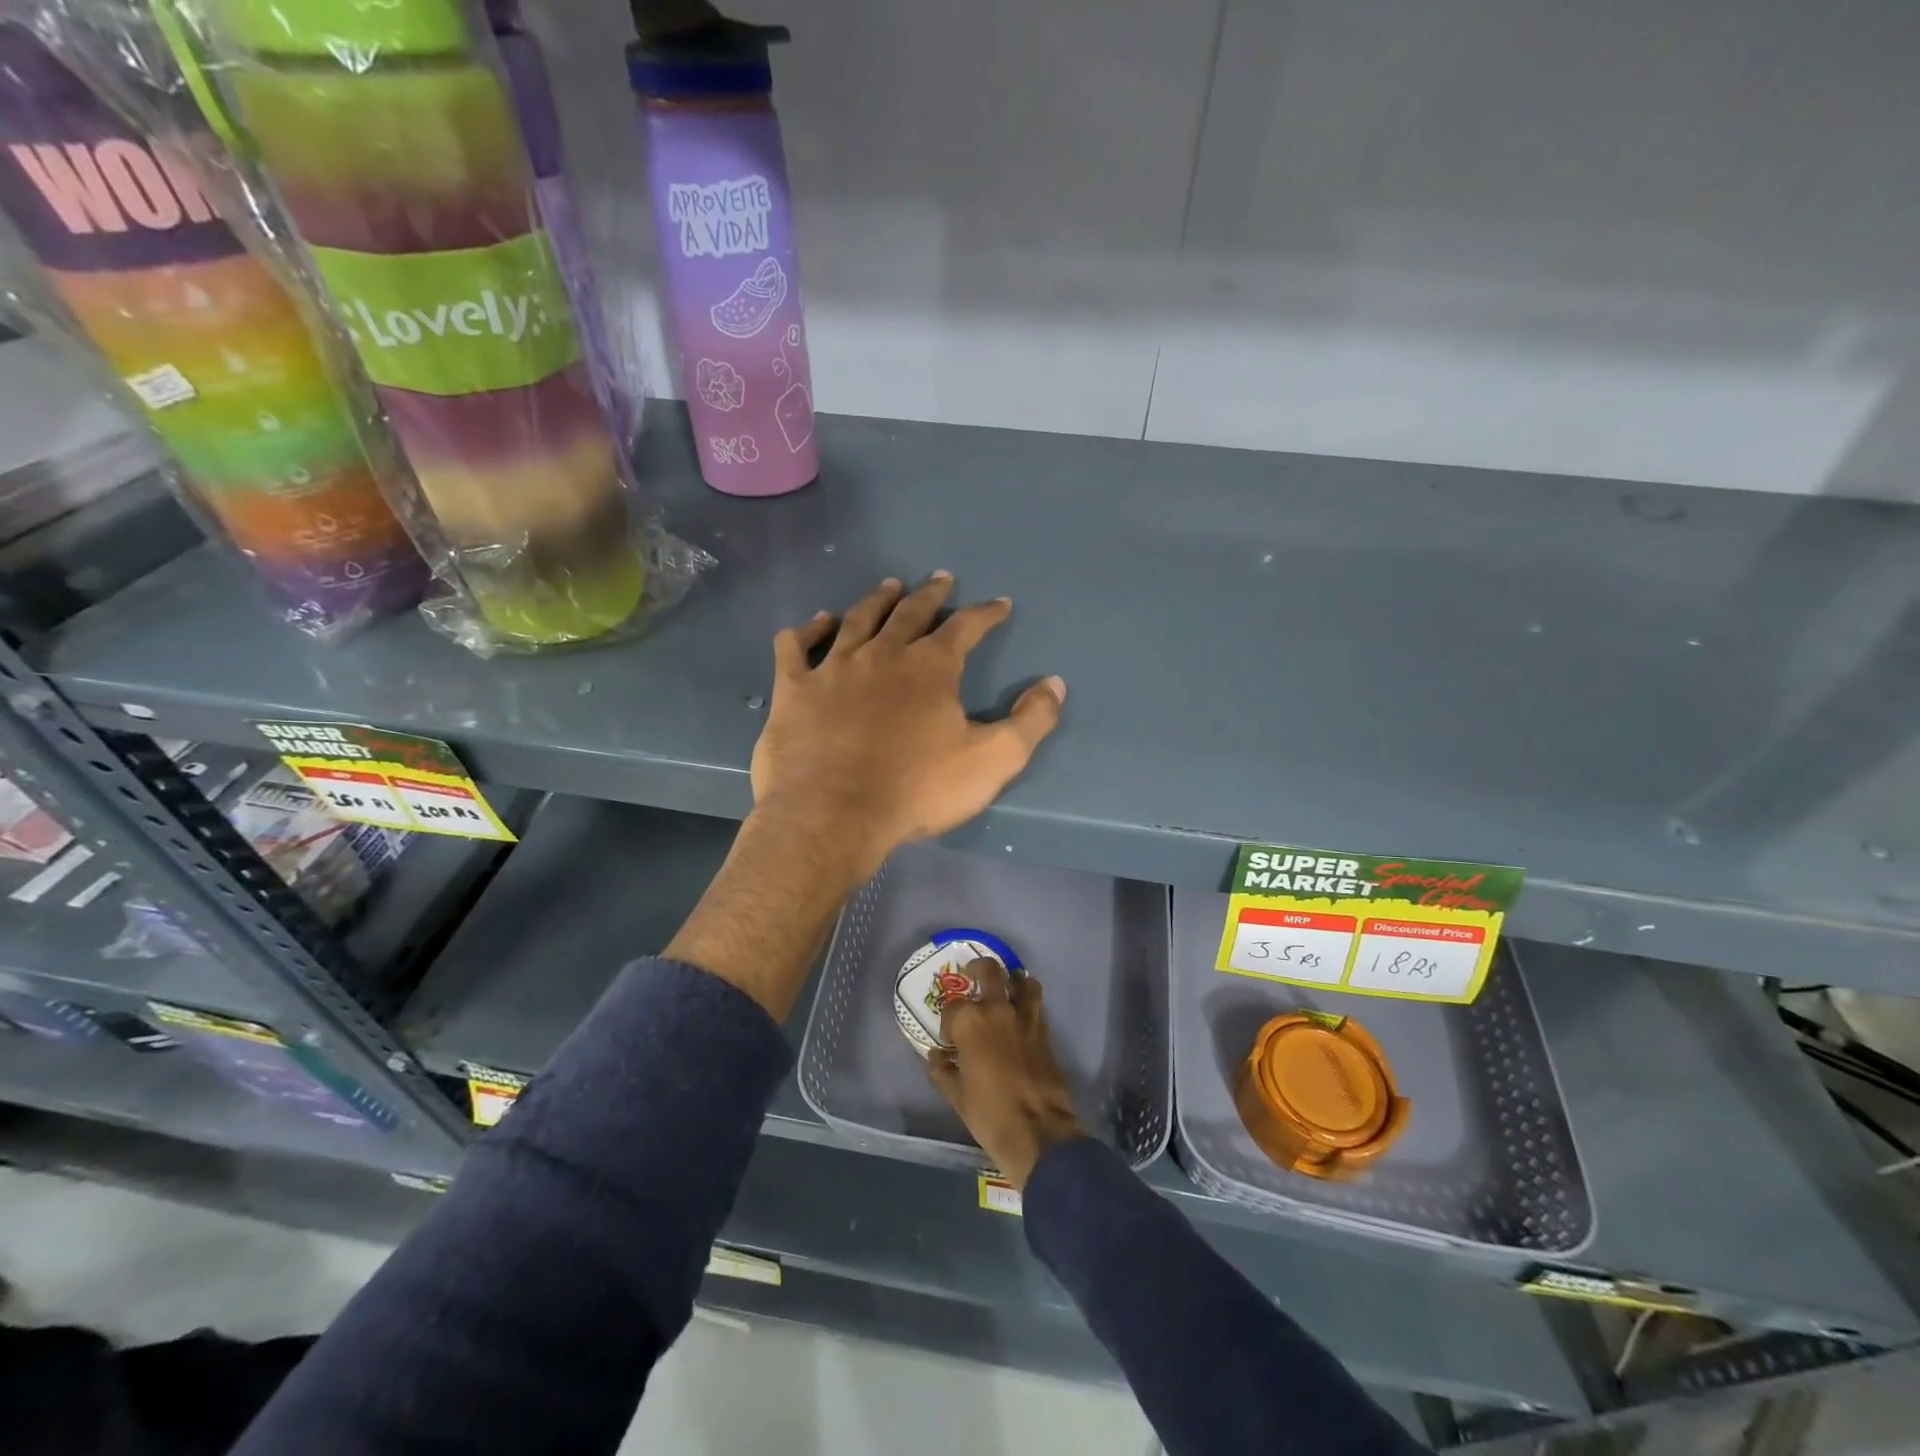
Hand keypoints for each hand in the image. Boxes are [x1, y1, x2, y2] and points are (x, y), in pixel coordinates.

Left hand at [750, 574, 1065, 880]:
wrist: (833, 815)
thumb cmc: (917, 790)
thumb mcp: (992, 761)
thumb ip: (1030, 721)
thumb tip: (1055, 683)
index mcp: (931, 668)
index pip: (966, 627)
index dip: (986, 613)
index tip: (999, 604)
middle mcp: (883, 654)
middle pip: (910, 613)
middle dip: (931, 594)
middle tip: (940, 578)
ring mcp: (834, 668)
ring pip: (858, 620)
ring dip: (876, 601)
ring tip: (889, 586)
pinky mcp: (794, 690)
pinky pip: (796, 648)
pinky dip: (807, 631)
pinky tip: (815, 624)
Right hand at [927, 957, 1085, 1188]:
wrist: (1039, 1131)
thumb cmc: (990, 1114)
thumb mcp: (956, 1097)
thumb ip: (943, 1071)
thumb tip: (937, 1056)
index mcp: (971, 1023)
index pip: (953, 1007)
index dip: (948, 1020)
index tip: (949, 1038)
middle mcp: (998, 1010)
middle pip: (990, 971)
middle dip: (978, 969)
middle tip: (972, 976)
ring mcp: (1025, 1018)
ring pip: (1022, 980)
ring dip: (1012, 980)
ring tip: (1005, 989)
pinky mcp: (1045, 1031)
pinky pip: (1036, 1004)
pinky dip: (1028, 1001)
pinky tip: (1020, 1014)